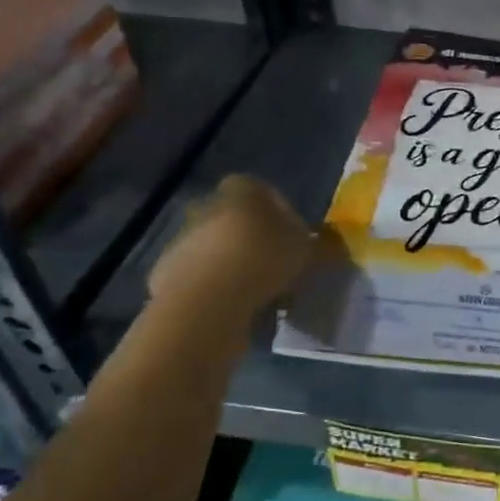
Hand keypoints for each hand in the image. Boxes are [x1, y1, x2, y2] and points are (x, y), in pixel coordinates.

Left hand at [148, 175, 313, 313]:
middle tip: (280, 271)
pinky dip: (217, 290)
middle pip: (240, 222)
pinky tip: (235, 311)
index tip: (296, 242)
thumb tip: (333, 247)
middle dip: (258, 243)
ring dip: (237, 268)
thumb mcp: (309, 252)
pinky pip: (202, 279)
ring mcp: (182, 239)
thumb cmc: (264, 260)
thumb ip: (322, 246)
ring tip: (261, 298)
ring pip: (220, 251)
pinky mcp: (166, 273)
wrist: (206, 301)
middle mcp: (207, 205)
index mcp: (242, 190)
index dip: (285, 215)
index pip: (266, 191)